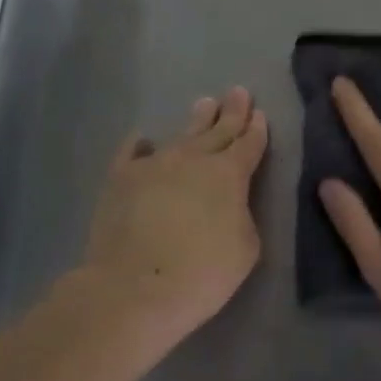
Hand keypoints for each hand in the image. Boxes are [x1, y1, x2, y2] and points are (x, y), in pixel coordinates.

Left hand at [82, 87, 268, 346]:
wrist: (135, 288)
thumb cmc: (202, 273)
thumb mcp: (246, 247)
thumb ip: (242, 215)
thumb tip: (228, 204)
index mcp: (230, 175)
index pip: (249, 145)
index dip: (257, 130)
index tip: (260, 114)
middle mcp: (194, 159)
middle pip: (218, 131)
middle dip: (232, 112)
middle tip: (238, 92)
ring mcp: (154, 165)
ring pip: (180, 135)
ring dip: (196, 120)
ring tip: (204, 103)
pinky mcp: (121, 179)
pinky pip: (131, 153)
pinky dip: (139, 145)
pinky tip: (143, 138)